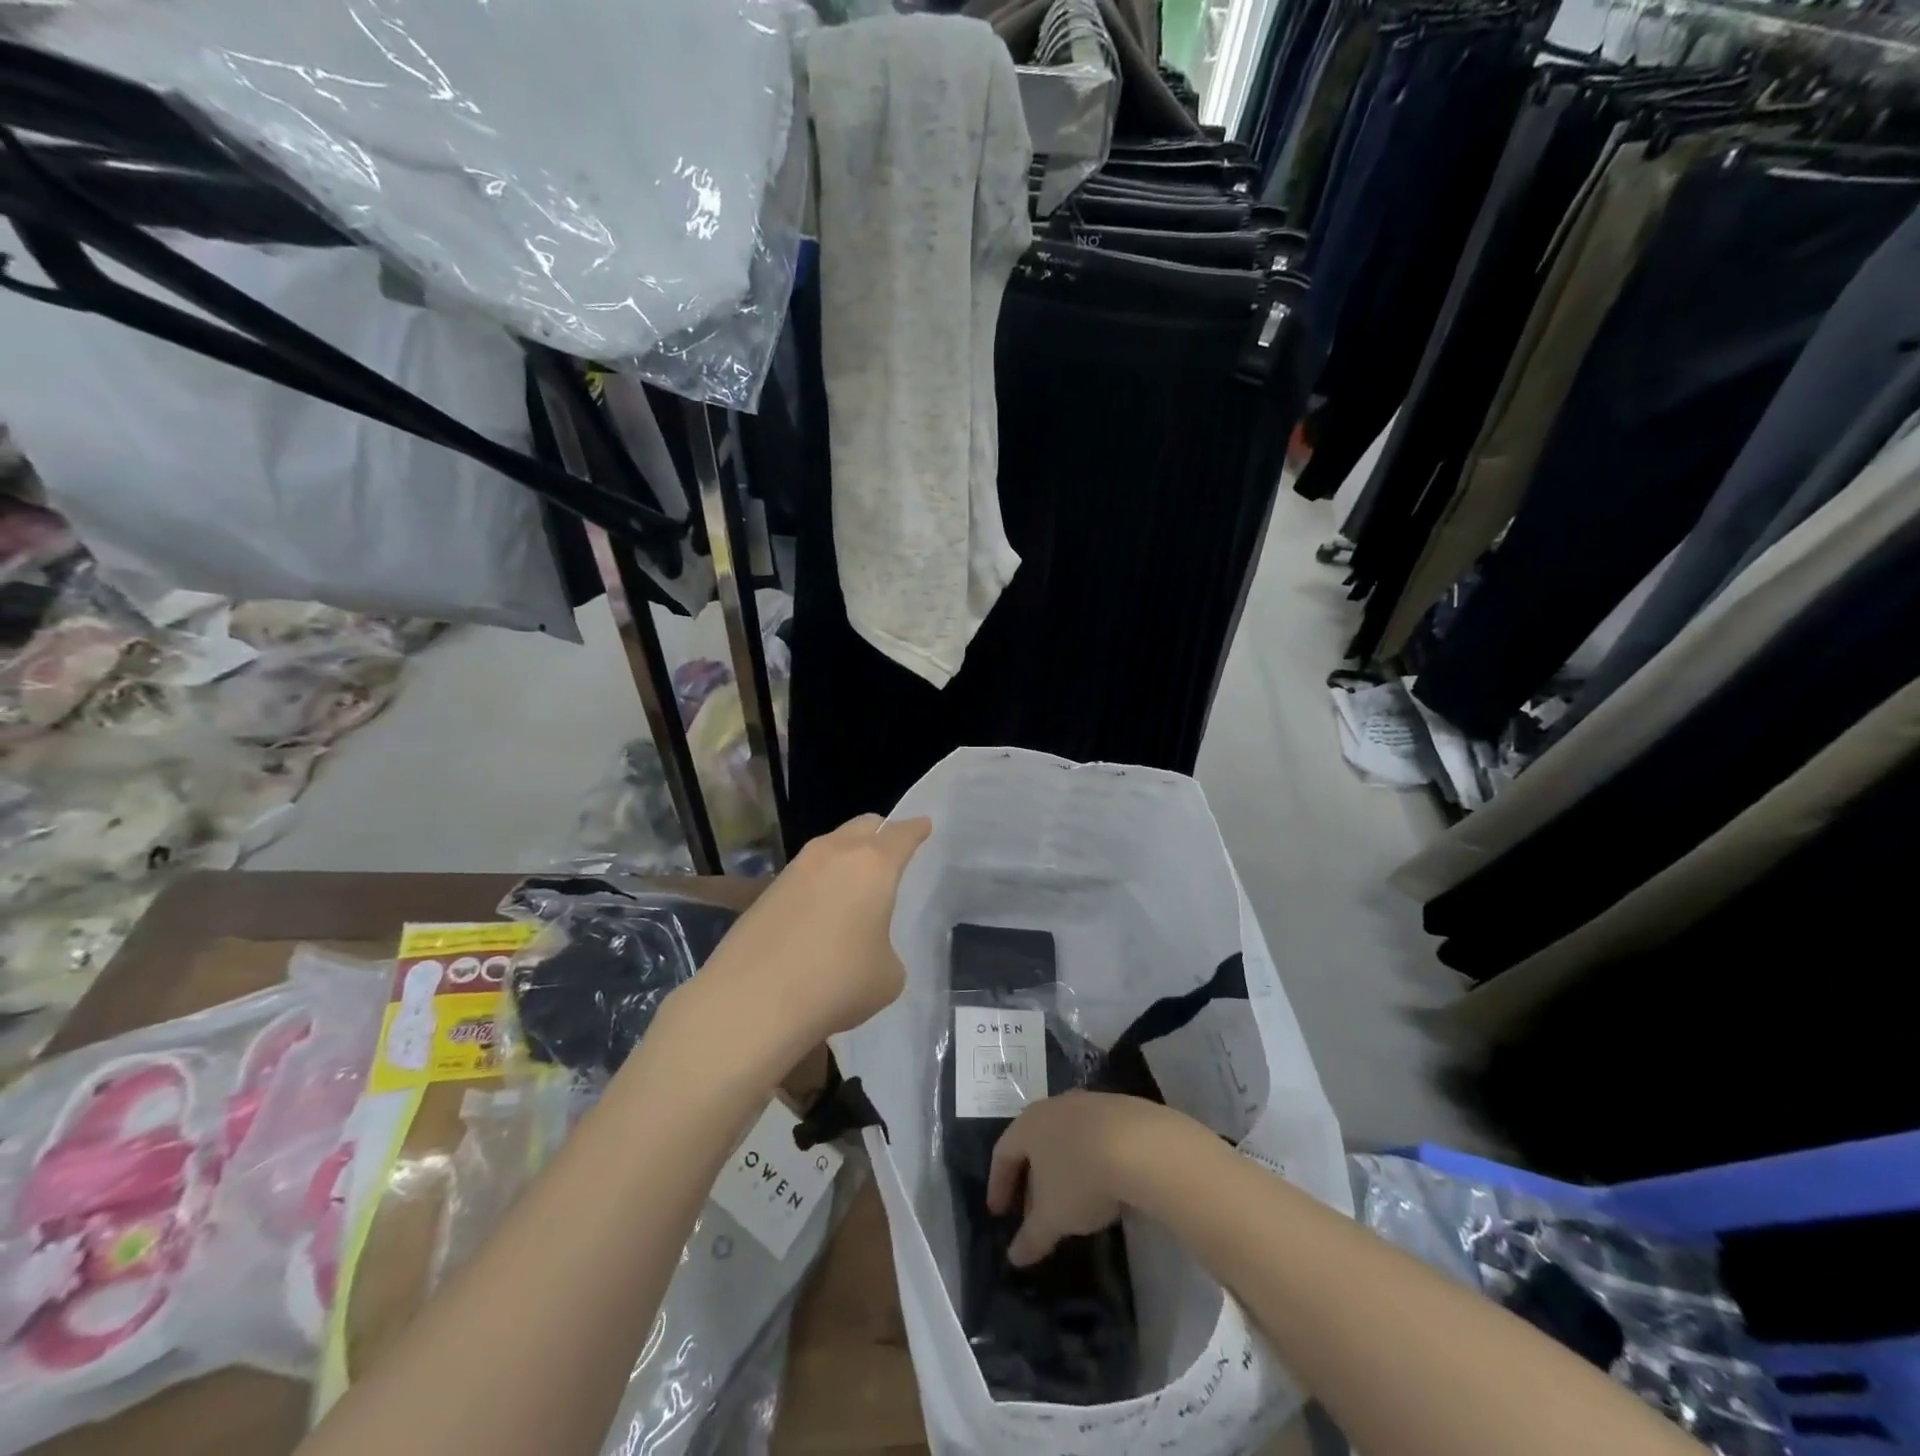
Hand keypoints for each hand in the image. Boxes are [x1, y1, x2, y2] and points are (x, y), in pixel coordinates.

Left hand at [694, 814, 931, 1051]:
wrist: (752, 1001)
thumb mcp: (887, 976)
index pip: (902, 834)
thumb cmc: (837, 982)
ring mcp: (795, 869)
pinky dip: (819, 883)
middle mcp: (834, 854)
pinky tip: (820, 914)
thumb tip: (867, 948)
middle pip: (863, 826)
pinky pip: (805, 874)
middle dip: (881, 833)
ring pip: (830, 847)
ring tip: (854, 887)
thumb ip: (886, 949)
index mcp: (873, 865)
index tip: (924, 825)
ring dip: (846, 857)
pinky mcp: (766, 892)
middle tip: (891, 851)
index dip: (916, 829)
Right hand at [987, 1091, 1181, 1265]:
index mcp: (1030, 1124)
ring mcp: (1089, 1105)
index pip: (1003, 1152)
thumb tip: (1014, 1257)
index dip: (998, 1184)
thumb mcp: (1053, 1217)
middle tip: (1032, 1214)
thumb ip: (1031, 1237)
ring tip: (1069, 1204)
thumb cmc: (1082, 1177)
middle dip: (1031, 1181)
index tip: (999, 1213)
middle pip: (1034, 1143)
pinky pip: (1094, 1138)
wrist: (1142, 1145)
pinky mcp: (1119, 1110)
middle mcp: (1055, 1107)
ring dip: (1061, 1171)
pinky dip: (1089, 1161)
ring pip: (1065, 1139)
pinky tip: (1101, 1186)